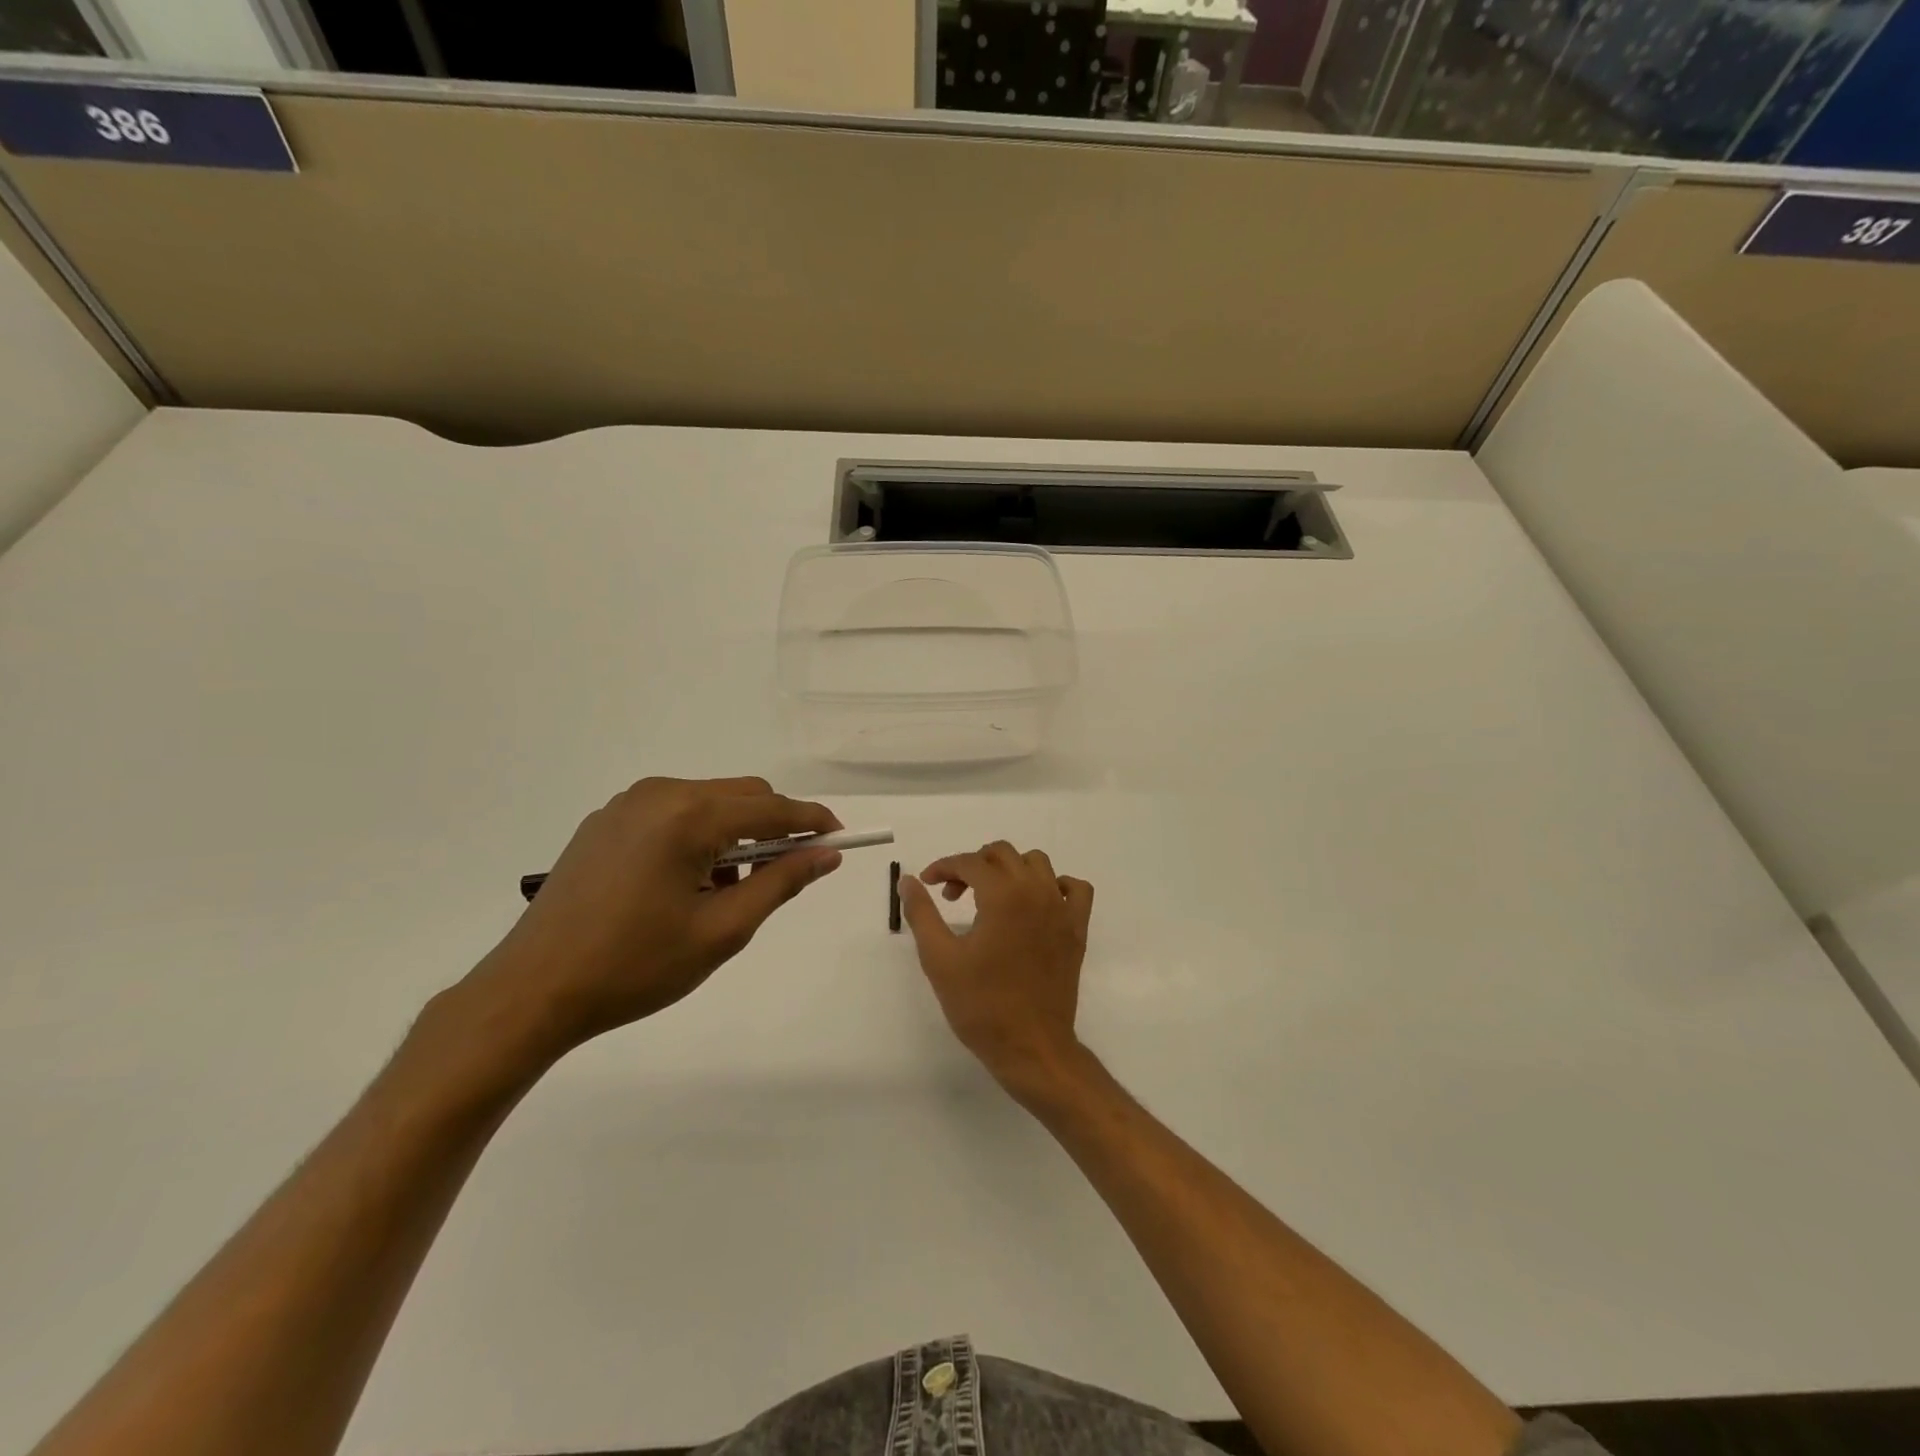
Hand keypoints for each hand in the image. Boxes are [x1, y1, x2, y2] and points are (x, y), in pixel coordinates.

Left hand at [467, 777, 842, 1054]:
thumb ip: (780, 883)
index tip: (840, 839)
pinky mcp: (606, 821)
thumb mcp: (722, 930)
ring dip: (735, 833)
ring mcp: (627, 805)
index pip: (772, 807)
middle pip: (741, 795)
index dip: (812, 821)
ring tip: (728, 890)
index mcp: (688, 816)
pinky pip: (673, 813)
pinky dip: (699, 836)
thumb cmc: (635, 966)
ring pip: (708, 802)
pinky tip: (688, 883)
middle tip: (786, 873)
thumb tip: (826, 855)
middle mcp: (659, 794)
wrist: (532, 991)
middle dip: (774, 827)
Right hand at [900, 841, 1093, 1098]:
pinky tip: (1036, 903)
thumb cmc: (981, 1005)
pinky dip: (1055, 885)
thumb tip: (909, 880)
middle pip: (1002, 854)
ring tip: (990, 897)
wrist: (1030, 1047)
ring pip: (1037, 863)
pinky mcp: (1077, 929)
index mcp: (1003, 895)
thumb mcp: (940, 959)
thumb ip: (921, 913)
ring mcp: (1062, 909)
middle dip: (972, 865)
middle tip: (953, 896)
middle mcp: (1036, 891)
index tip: (928, 885)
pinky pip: (1075, 889)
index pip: (969, 862)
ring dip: (1010, 869)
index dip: (943, 867)